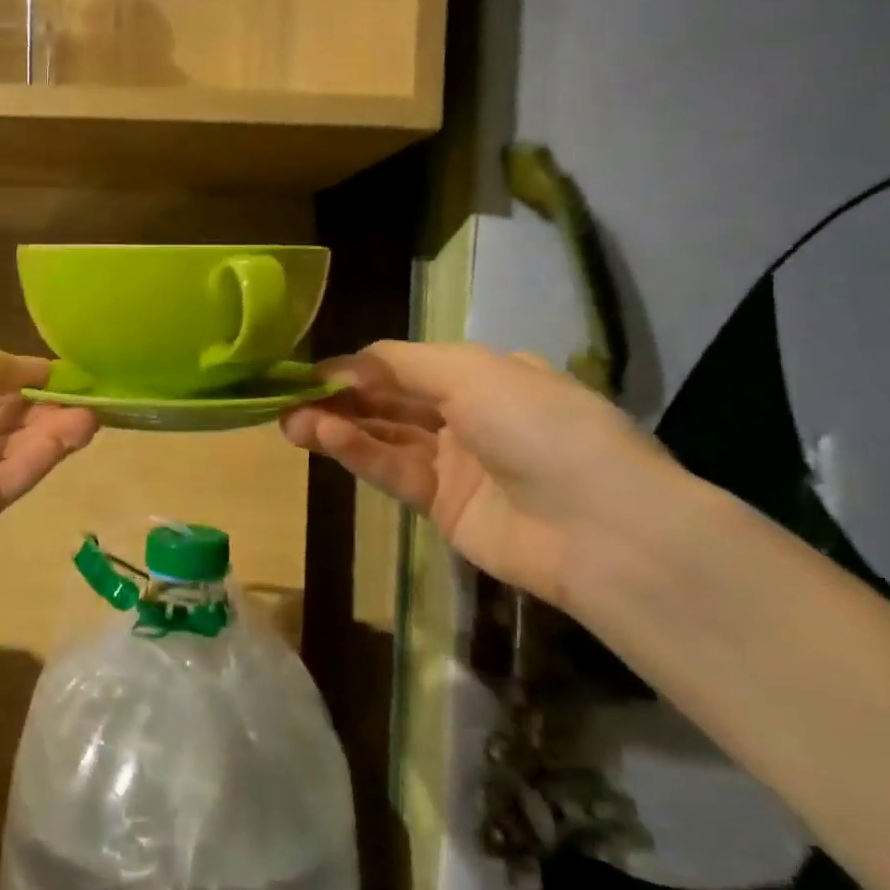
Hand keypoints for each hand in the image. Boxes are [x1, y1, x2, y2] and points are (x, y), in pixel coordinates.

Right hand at [281, 341, 688, 608]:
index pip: (407, 364)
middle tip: (288, 398)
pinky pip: (394, 471)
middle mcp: (468, 415)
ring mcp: (455, 463)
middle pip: (390, 400)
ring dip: (339, 426)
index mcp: (485, 375)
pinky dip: (359, 454)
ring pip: (384, 436)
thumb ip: (403, 363)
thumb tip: (349, 361)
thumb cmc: (539, 426)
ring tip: (291, 422)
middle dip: (340, 397)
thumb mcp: (473, 373)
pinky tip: (326, 438)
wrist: (601, 528)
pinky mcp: (442, 507)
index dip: (360, 366)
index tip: (312, 371)